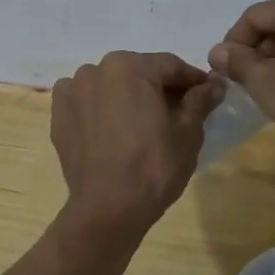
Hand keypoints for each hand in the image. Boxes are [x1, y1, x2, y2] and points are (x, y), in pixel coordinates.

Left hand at [51, 51, 223, 231]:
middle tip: (177, 113)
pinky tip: (112, 129)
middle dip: (159, 88)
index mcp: (130, 66)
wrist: (108, 208)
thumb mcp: (188, 132)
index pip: (171, 66)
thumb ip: (200, 99)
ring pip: (111, 85)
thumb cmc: (154, 166)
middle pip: (138, 73)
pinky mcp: (58, 113)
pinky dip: (100, 107)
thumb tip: (215, 83)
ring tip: (142, 124)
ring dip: (127, 96)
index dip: (192, 80)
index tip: (207, 95)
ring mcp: (73, 90)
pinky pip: (86, 101)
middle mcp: (97, 68)